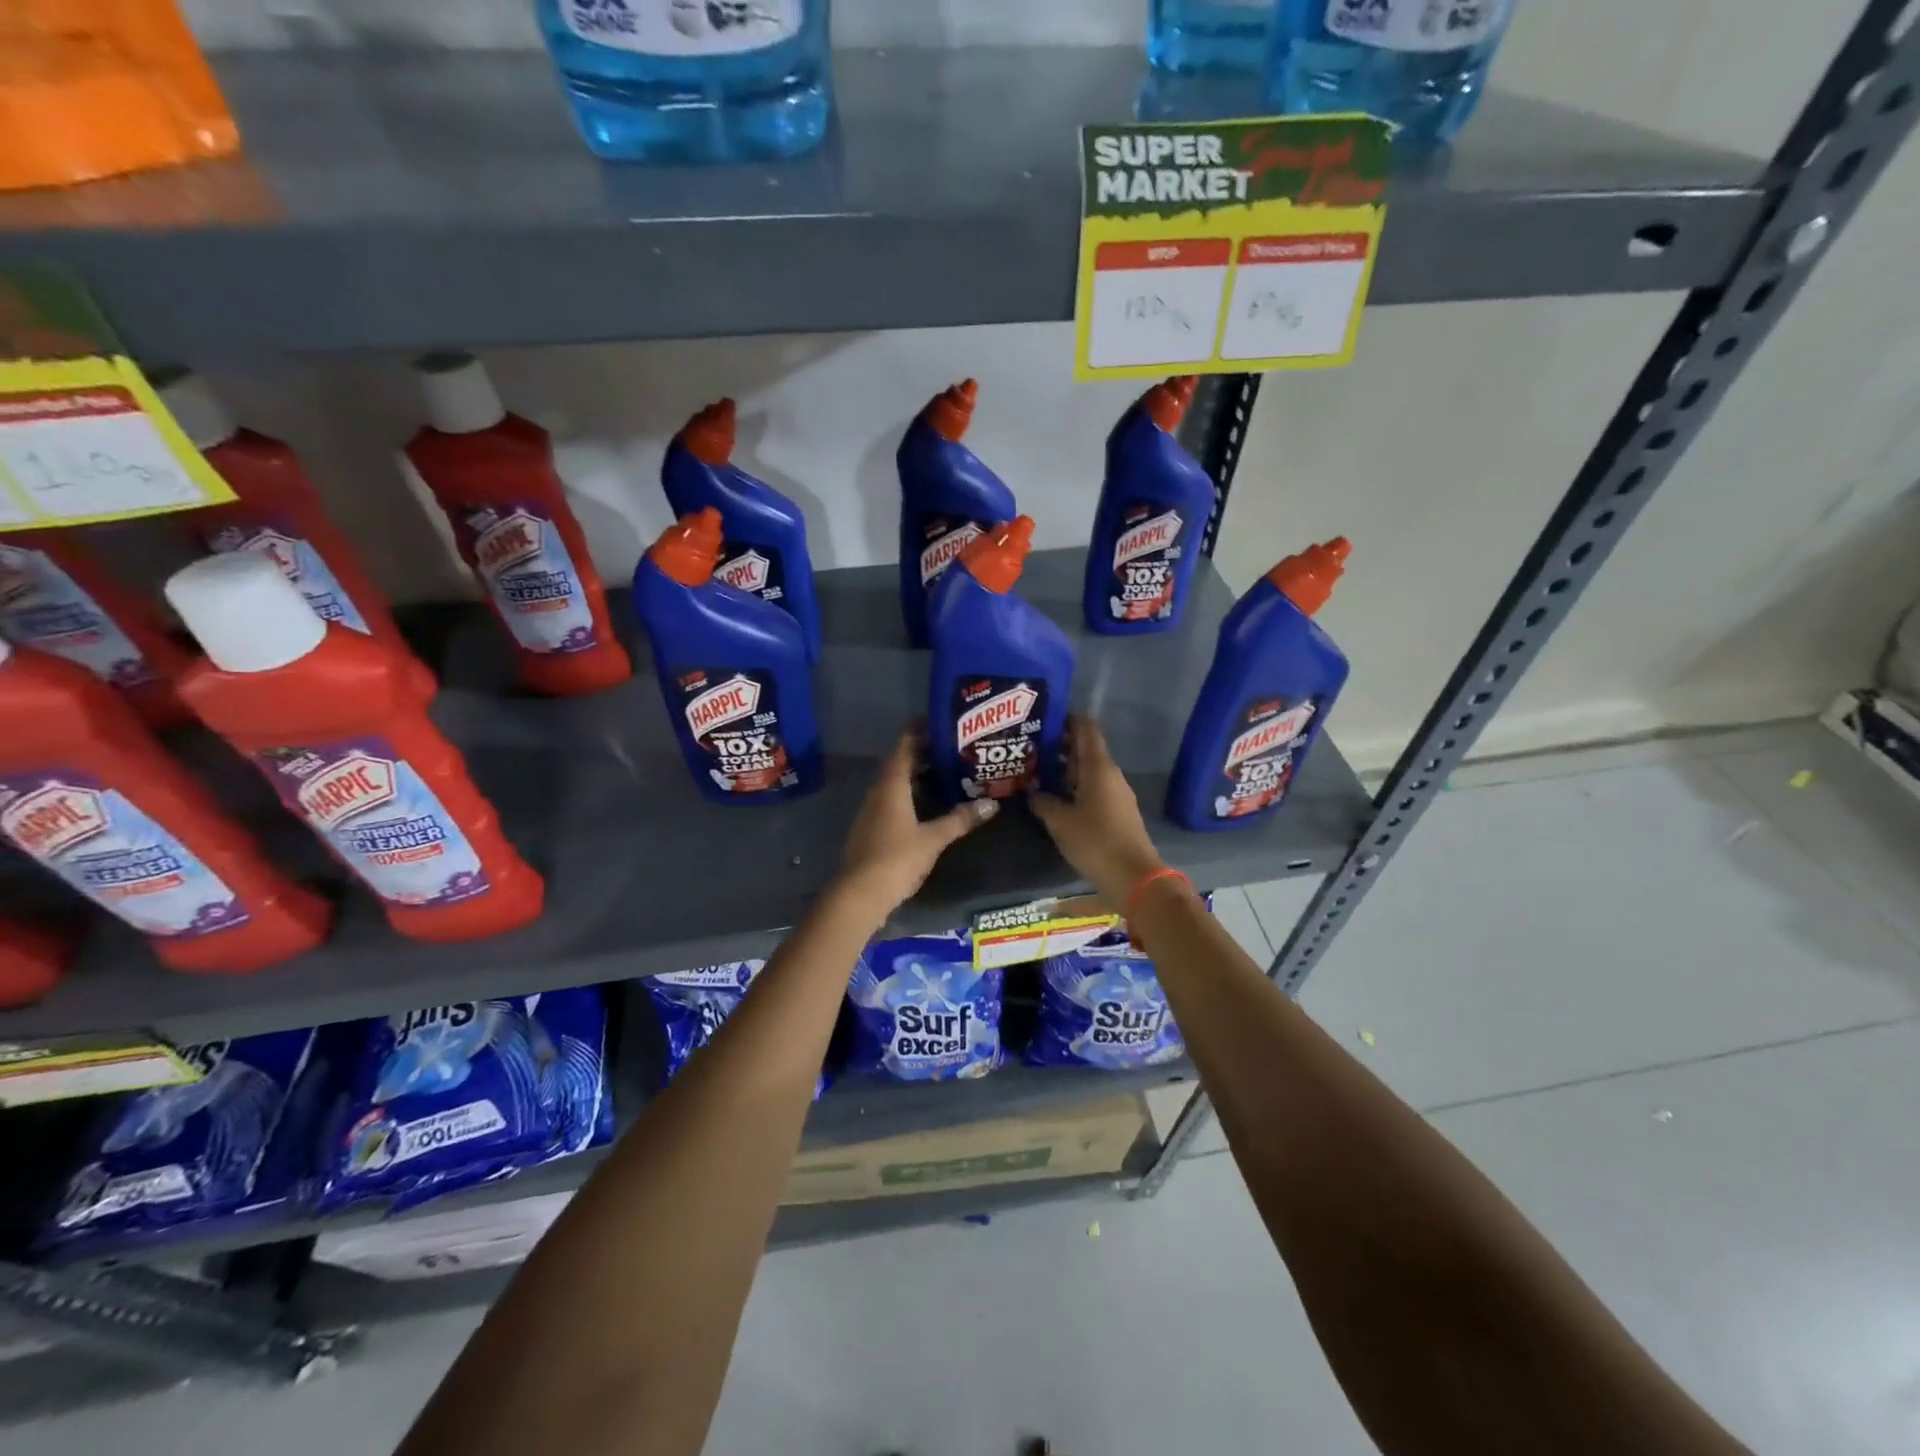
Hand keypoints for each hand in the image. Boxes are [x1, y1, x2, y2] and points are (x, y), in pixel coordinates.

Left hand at [836, 726, 996, 918]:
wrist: (860, 894)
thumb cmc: (897, 858)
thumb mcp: (934, 838)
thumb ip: (960, 819)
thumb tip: (991, 803)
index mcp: (891, 786)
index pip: (904, 748)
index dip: (916, 732)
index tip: (933, 720)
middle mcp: (878, 793)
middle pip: (899, 764)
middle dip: (920, 754)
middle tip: (947, 747)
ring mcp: (871, 812)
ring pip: (894, 784)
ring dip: (915, 776)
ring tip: (941, 772)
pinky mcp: (871, 830)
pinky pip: (891, 802)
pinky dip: (909, 796)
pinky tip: (925, 805)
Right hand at [1029, 715, 1163, 909]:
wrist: (1133, 877)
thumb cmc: (1095, 841)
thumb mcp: (1060, 821)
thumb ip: (1042, 801)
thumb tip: (1030, 791)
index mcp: (1098, 767)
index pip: (1085, 728)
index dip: (1066, 717)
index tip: (1042, 714)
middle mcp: (1109, 773)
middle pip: (1084, 748)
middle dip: (1059, 743)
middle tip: (1028, 742)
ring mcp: (1115, 792)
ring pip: (1087, 769)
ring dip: (1064, 766)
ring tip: (1034, 766)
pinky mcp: (1115, 810)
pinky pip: (1091, 787)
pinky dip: (1072, 784)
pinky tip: (1053, 793)